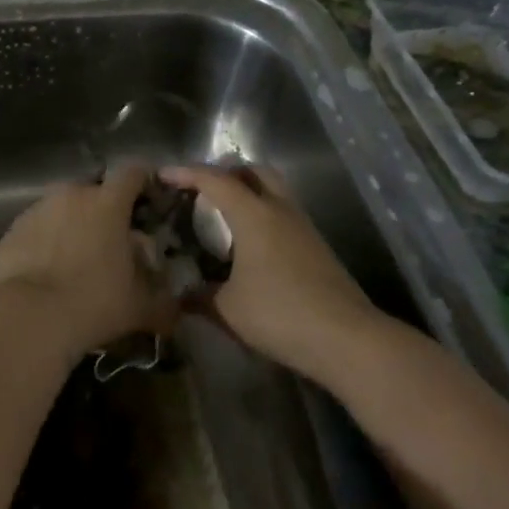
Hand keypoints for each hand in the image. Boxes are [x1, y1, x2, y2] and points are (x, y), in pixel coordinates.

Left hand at [0, 164, 176, 357]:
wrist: (27, 317)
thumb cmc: (93, 303)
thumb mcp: (139, 308)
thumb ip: (162, 303)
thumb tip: (175, 310)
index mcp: (108, 203)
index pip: (132, 172)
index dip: (144, 181)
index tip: (150, 200)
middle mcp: (72, 195)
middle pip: (95, 191)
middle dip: (105, 210)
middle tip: (112, 242)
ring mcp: (38, 210)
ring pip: (63, 208)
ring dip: (73, 225)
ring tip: (77, 259)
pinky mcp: (13, 229)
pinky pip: (38, 228)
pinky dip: (46, 241)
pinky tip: (48, 271)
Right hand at [160, 165, 384, 381]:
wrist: (345, 337)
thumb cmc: (279, 314)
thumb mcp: (228, 309)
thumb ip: (199, 296)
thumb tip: (179, 295)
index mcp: (254, 215)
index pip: (215, 180)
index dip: (187, 173)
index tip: (163, 175)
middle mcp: (280, 210)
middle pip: (254, 172)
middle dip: (225, 173)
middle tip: (201, 191)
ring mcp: (303, 227)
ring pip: (273, 191)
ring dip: (247, 193)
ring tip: (222, 217)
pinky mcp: (316, 246)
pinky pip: (283, 214)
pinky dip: (262, 215)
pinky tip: (249, 245)